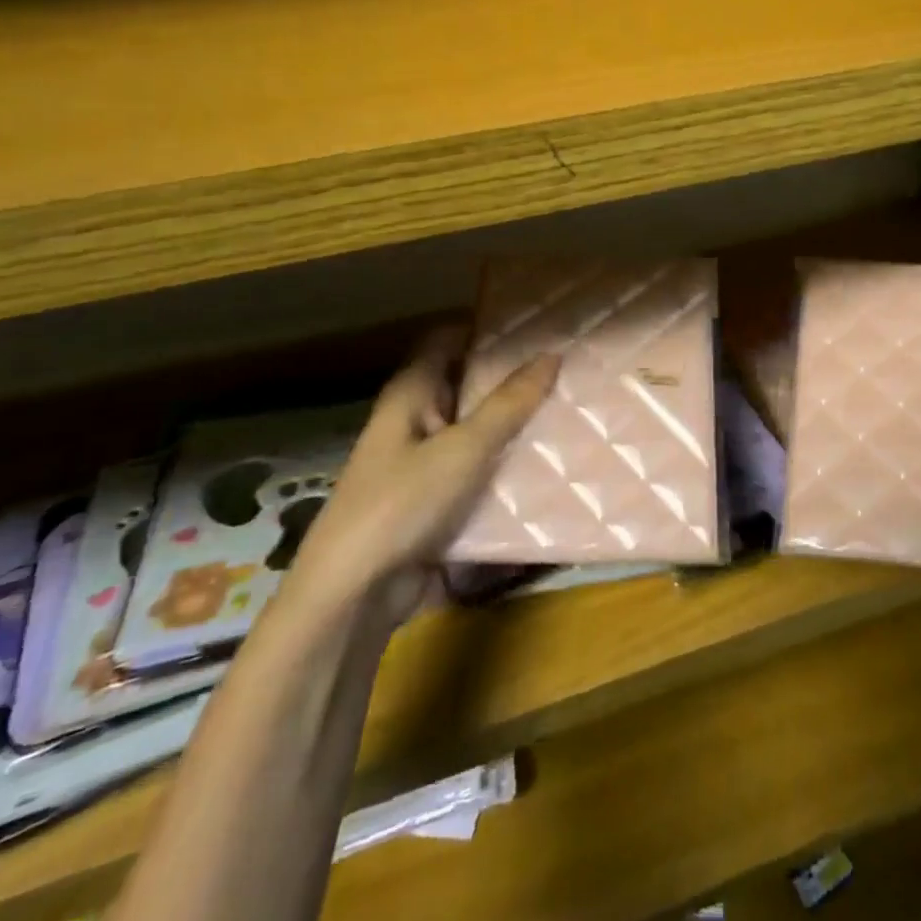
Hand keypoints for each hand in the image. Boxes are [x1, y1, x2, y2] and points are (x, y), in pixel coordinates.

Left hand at [291, 325, 558, 614]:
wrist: (353, 596)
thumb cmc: (402, 504)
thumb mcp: (463, 449)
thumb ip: (509, 403)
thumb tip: (551, 354)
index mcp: (411, 394)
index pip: (447, 339)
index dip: (486, 328)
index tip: (537, 324)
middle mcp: (414, 421)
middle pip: (466, 384)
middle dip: (511, 378)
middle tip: (566, 368)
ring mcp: (422, 463)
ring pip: (475, 430)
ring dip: (513, 424)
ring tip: (568, 408)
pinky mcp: (433, 501)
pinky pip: (476, 471)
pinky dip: (504, 465)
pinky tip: (546, 462)